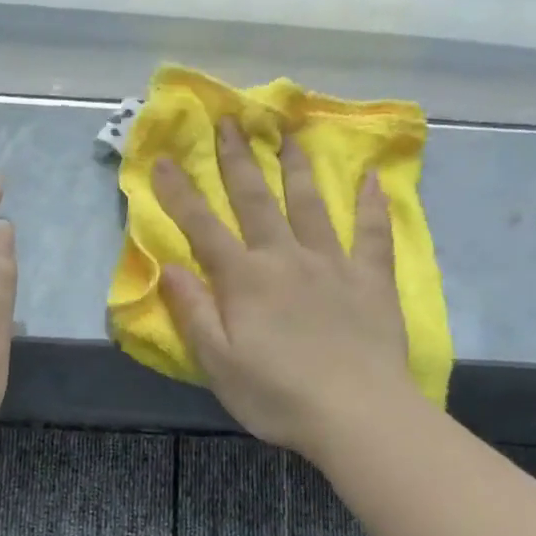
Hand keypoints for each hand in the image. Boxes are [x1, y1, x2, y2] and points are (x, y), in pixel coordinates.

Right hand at [152, 121, 409, 458]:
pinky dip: (371, 204)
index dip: (180, 194)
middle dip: (238, 159)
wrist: (356, 414)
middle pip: (256, 200)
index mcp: (245, 280)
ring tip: (288, 132)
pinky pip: (371, 233)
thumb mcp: (218, 363)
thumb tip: (168, 267)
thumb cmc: (277, 396)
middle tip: (230, 121)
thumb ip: (194, 312)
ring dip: (296, 167)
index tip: (163, 160)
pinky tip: (371, 177)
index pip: (203, 228)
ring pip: (310, 204)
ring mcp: (332, 264)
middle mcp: (285, 258)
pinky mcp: (371, 279)